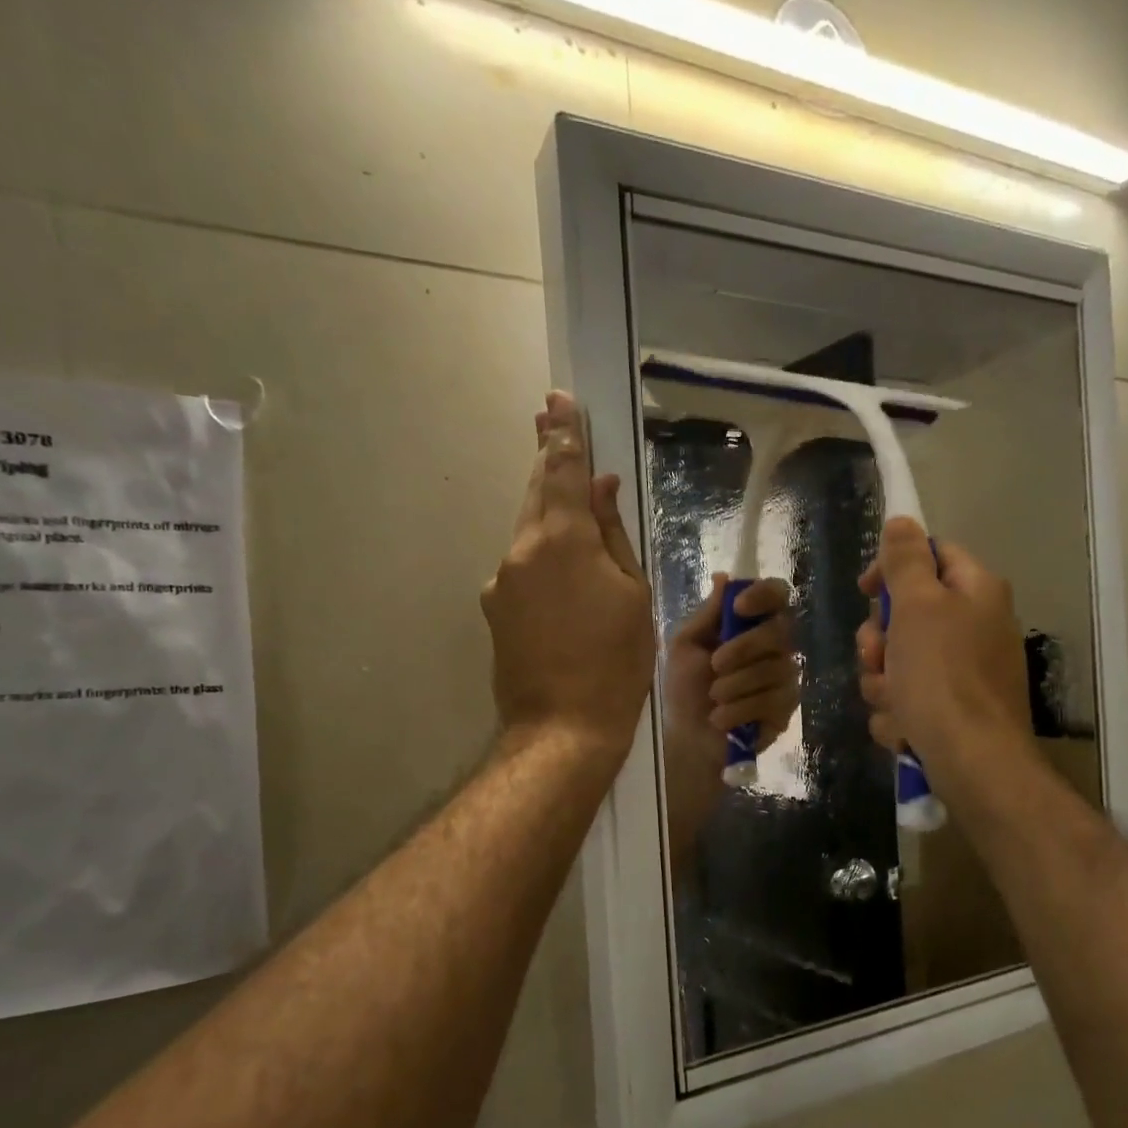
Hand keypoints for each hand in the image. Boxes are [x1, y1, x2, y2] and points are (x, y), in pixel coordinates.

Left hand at [482, 392, 654, 759]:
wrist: (563, 728)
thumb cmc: (616, 662)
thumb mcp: (632, 594)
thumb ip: (612, 535)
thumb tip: (600, 489)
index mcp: (562, 540)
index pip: (561, 470)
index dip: (563, 433)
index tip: (557, 399)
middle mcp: (521, 551)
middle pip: (535, 494)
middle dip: (547, 460)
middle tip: (550, 422)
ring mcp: (501, 582)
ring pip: (528, 533)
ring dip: (548, 515)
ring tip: (570, 508)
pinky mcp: (495, 611)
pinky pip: (523, 569)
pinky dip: (542, 559)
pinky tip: (564, 582)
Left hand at [662, 575, 798, 764]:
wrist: (688, 737)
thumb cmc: (685, 688)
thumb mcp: (686, 646)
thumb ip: (707, 614)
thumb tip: (724, 576)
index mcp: (750, 624)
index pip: (776, 594)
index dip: (763, 595)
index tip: (739, 608)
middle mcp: (775, 645)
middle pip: (779, 631)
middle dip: (744, 648)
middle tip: (715, 665)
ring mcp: (785, 676)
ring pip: (775, 668)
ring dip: (736, 685)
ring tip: (714, 699)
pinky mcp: (787, 707)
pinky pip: (773, 700)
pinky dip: (741, 709)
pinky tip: (722, 719)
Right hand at [855, 518, 1029, 777]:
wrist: (973, 761)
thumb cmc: (943, 676)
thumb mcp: (917, 607)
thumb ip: (906, 560)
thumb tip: (902, 519)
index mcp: (976, 591)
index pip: (931, 555)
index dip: (892, 568)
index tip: (865, 591)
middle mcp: (976, 626)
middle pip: (907, 615)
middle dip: (880, 642)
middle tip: (878, 657)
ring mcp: (965, 672)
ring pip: (899, 662)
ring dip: (883, 682)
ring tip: (894, 701)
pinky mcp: (953, 710)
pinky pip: (908, 699)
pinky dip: (899, 713)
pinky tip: (905, 727)